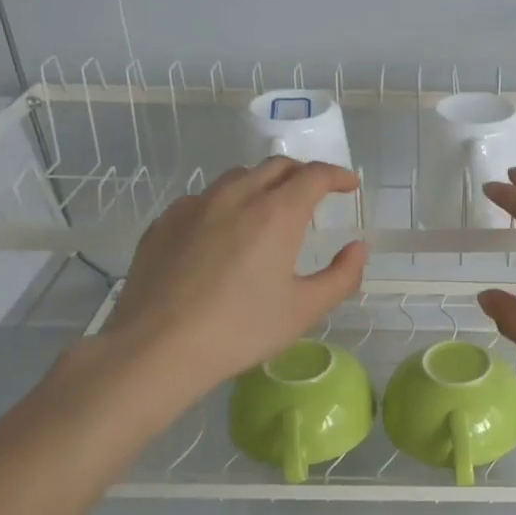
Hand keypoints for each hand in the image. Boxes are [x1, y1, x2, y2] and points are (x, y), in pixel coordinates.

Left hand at [98, 159, 366, 406]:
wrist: (157, 348)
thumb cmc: (240, 330)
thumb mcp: (304, 310)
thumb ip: (341, 276)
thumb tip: (358, 248)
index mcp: (276, 214)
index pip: (314, 175)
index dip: (338, 176)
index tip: (349, 185)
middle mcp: (236, 196)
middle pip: (276, 166)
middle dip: (303, 174)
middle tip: (316, 195)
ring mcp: (194, 206)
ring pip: (238, 177)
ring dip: (264, 184)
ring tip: (271, 210)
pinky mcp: (165, 222)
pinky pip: (204, 198)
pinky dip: (227, 203)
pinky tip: (225, 233)